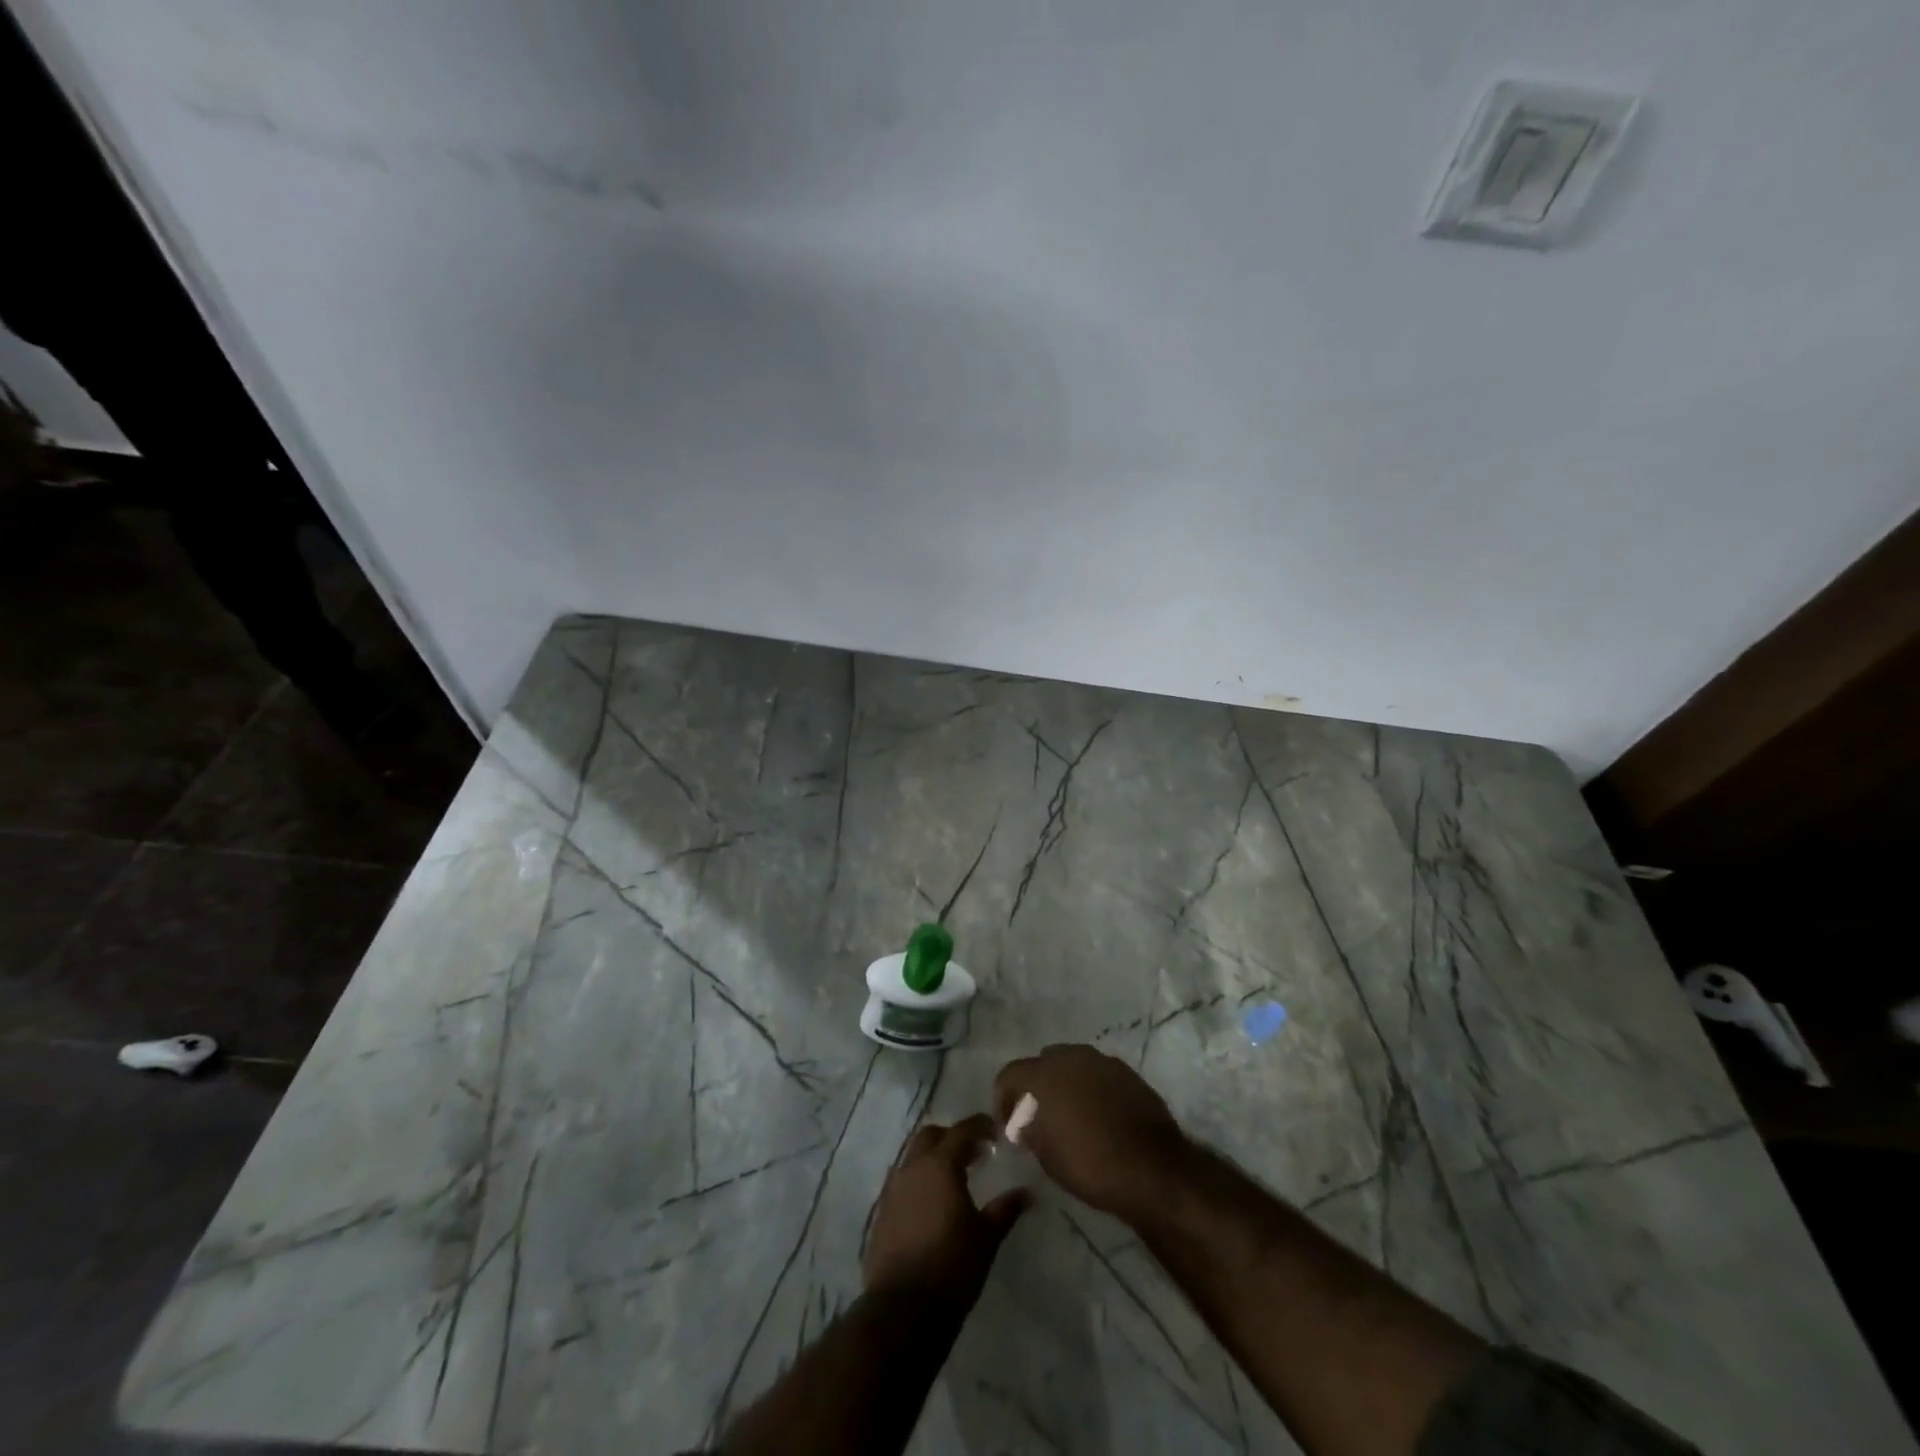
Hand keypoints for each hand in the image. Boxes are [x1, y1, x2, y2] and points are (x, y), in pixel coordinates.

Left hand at [863, 1114, 1029, 1309]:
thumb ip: (1005, 1209)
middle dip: (952, 1137)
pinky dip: (919, 1182)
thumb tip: (1027, 1192)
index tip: (995, 1131)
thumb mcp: (986, 1238)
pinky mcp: (882, 1213)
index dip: (979, 1126)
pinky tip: (932, 1204)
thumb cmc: (952, 1267)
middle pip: (930, 1136)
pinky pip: (902, 1183)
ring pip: (913, 1158)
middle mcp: (912, 1168)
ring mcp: (893, 1189)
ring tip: (954, 1179)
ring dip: (933, 1159)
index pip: (961, 1131)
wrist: (903, 1309)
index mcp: (940, 1165)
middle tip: (974, 1153)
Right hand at [993, 1044, 1189, 1218]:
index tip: (1005, 1124)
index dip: (1002, 1097)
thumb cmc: (1091, 1164)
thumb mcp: (1048, 1157)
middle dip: (1036, 1085)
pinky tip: (1096, 1116)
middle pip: (1043, 1062)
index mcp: (1047, 1073)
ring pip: (1073, 1064)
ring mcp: (1104, 1062)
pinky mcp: (1128, 1074)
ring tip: (1068, 1114)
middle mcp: (1073, 1057)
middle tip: (1036, 1115)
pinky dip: (1090, 1089)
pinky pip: (1098, 1075)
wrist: (1153, 1170)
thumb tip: (1024, 1124)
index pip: (1011, 1073)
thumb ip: (1030, 1132)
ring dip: (1065, 1084)